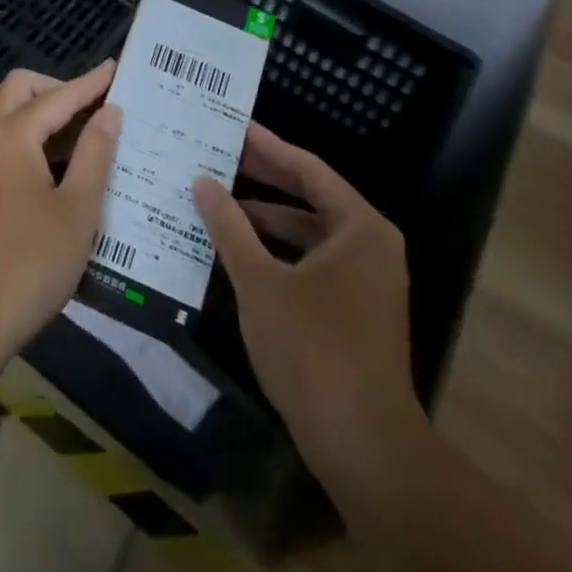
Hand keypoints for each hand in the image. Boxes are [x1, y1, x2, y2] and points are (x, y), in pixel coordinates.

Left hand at [0, 63, 121, 362]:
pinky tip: (56, 164)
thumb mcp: (77, 209)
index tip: (117, 69)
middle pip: (21, 89)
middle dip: (58, 89)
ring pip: (6, 112)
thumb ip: (95, 153)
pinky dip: (26, 136)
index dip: (90, 84)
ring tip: (84, 135)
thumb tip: (110, 113)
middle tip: (94, 110)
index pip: (58, 96)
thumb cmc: (31, 262)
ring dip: (41, 113)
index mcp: (10, 135)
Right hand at [192, 124, 429, 522]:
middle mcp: (369, 246)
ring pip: (308, 233)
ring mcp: (365, 281)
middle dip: (263, 178)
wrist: (364, 446)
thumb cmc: (313, 349)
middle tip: (218, 156)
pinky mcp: (354, 310)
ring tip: (217, 202)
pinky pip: (310, 261)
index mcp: (359, 227)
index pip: (307, 169)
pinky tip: (237, 252)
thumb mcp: (260, 281)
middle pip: (309, 197)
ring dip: (265, 218)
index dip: (267, 146)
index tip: (233, 126)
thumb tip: (202, 181)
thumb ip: (229, 226)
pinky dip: (276, 251)